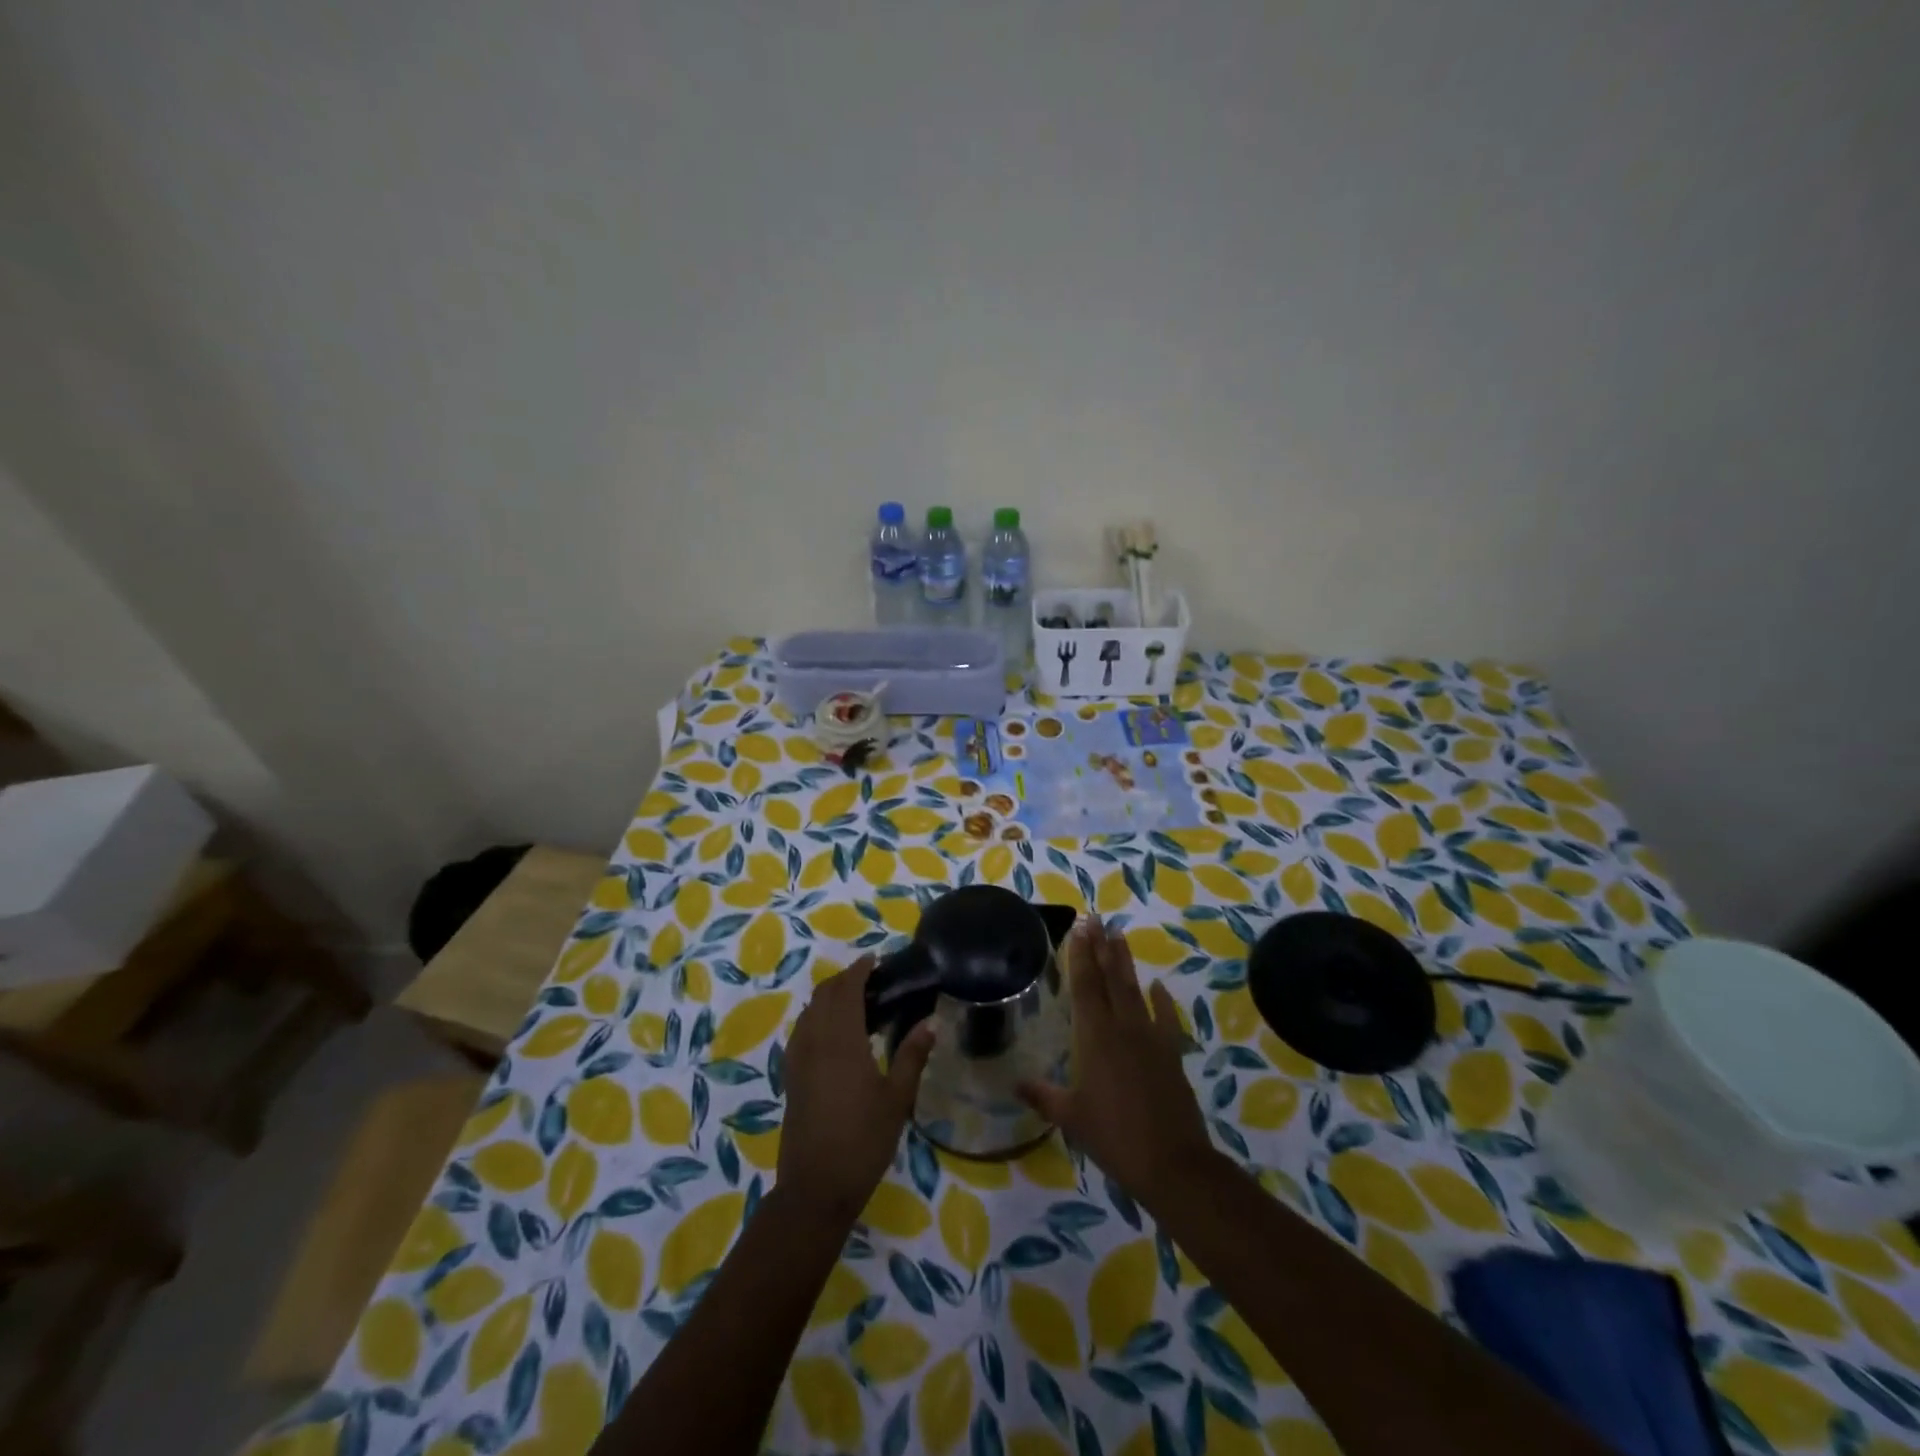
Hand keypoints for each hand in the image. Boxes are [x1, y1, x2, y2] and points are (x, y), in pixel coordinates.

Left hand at [776, 956, 934, 1220]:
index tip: (875, 960)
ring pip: (809, 1011)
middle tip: (871, 979)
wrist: (815, 1187)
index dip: (859, 970)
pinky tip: (833, 1034)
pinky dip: (816, 1018)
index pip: (847, 990)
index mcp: (842, 1041)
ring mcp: (798, 1059)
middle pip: (824, 995)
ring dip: (828, 997)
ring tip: (855, 1002)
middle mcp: (815, 1041)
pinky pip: (801, 1031)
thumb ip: (912, 1056)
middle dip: (844, 979)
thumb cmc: (863, 1141)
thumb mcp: (897, 1099)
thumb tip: (930, 1022)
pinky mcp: (791, 1076)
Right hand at [1018, 917, 1216, 1202]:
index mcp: (1095, 1037)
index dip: (1081, 955)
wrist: (1172, 1162)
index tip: (1080, 927)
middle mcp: (1123, 1027)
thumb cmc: (1113, 1136)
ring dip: (1126, 962)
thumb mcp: (1071, 1117)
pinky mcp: (1171, 1053)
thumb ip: (1043, 1095)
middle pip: (1110, 978)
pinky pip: (1166, 1019)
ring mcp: (1151, 1037)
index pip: (1085, 985)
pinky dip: (1162, 1001)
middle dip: (1102, 947)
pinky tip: (1158, 986)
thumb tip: (1015, 1083)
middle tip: (1096, 918)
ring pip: (1135, 990)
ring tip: (1119, 935)